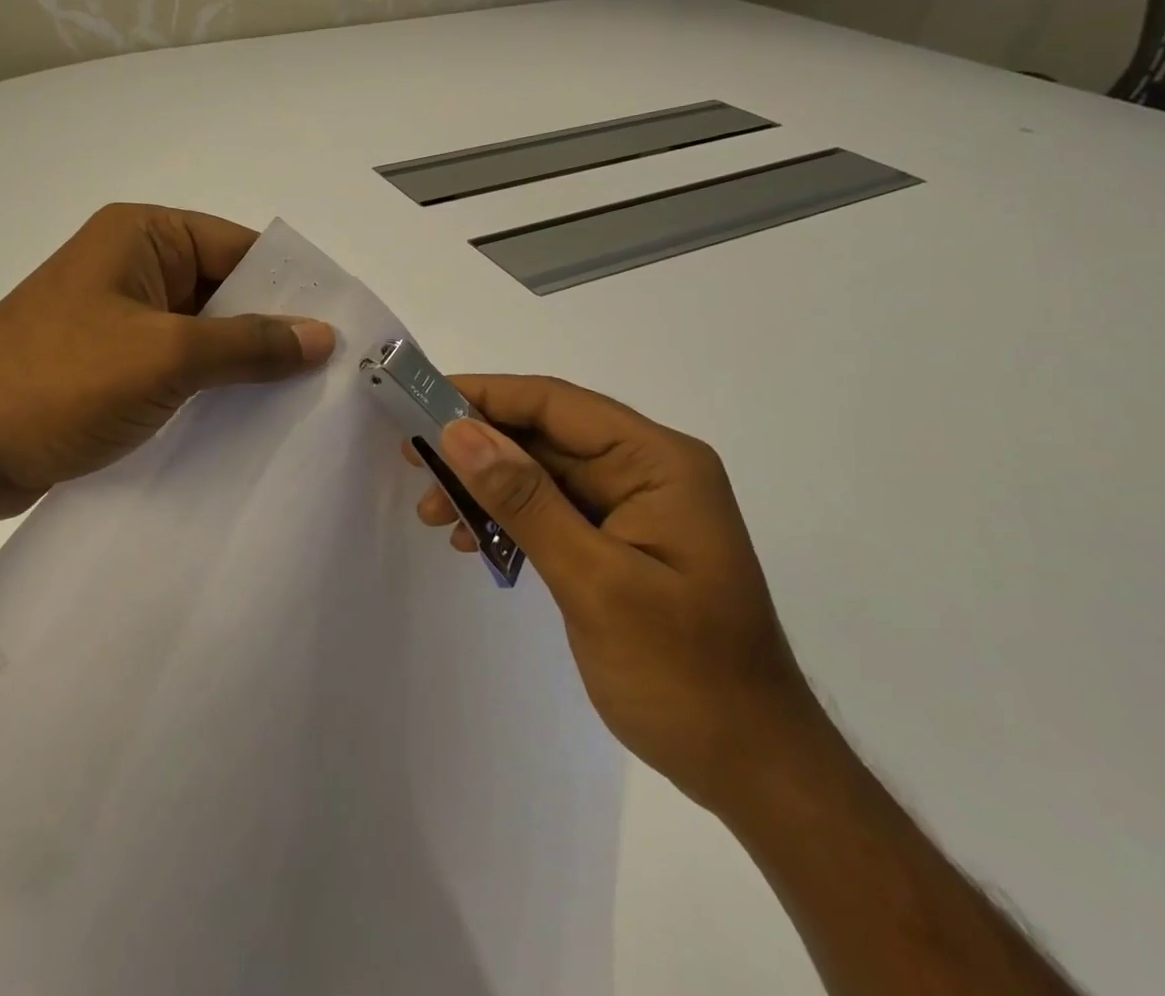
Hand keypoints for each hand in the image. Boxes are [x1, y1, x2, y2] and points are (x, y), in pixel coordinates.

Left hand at [0, 204, 334, 519]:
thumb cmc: (59, 381)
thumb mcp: (166, 357)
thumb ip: (249, 344)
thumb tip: (323, 335)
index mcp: (143, 236)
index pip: (238, 249)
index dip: (290, 287)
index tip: (340, 330)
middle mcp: (132, 267)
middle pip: (223, 292)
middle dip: (270, 332)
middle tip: (331, 374)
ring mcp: (117, 318)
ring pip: (201, 335)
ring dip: (240, 367)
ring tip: (301, 403)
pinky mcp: (107, 366)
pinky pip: (175, 367)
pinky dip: (208, 389)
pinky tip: (247, 422)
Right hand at [412, 375, 826, 816]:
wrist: (751, 769)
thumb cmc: (684, 674)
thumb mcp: (596, 582)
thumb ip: (526, 501)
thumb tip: (459, 432)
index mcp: (657, 461)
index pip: (556, 403)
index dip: (485, 396)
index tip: (421, 401)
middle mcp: (646, 470)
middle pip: (544, 435)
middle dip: (477, 447)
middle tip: (413, 461)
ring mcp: (632, 506)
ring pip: (540, 473)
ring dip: (485, 487)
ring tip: (433, 513)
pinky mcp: (616, 541)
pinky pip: (550, 510)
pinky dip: (508, 520)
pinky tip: (472, 542)